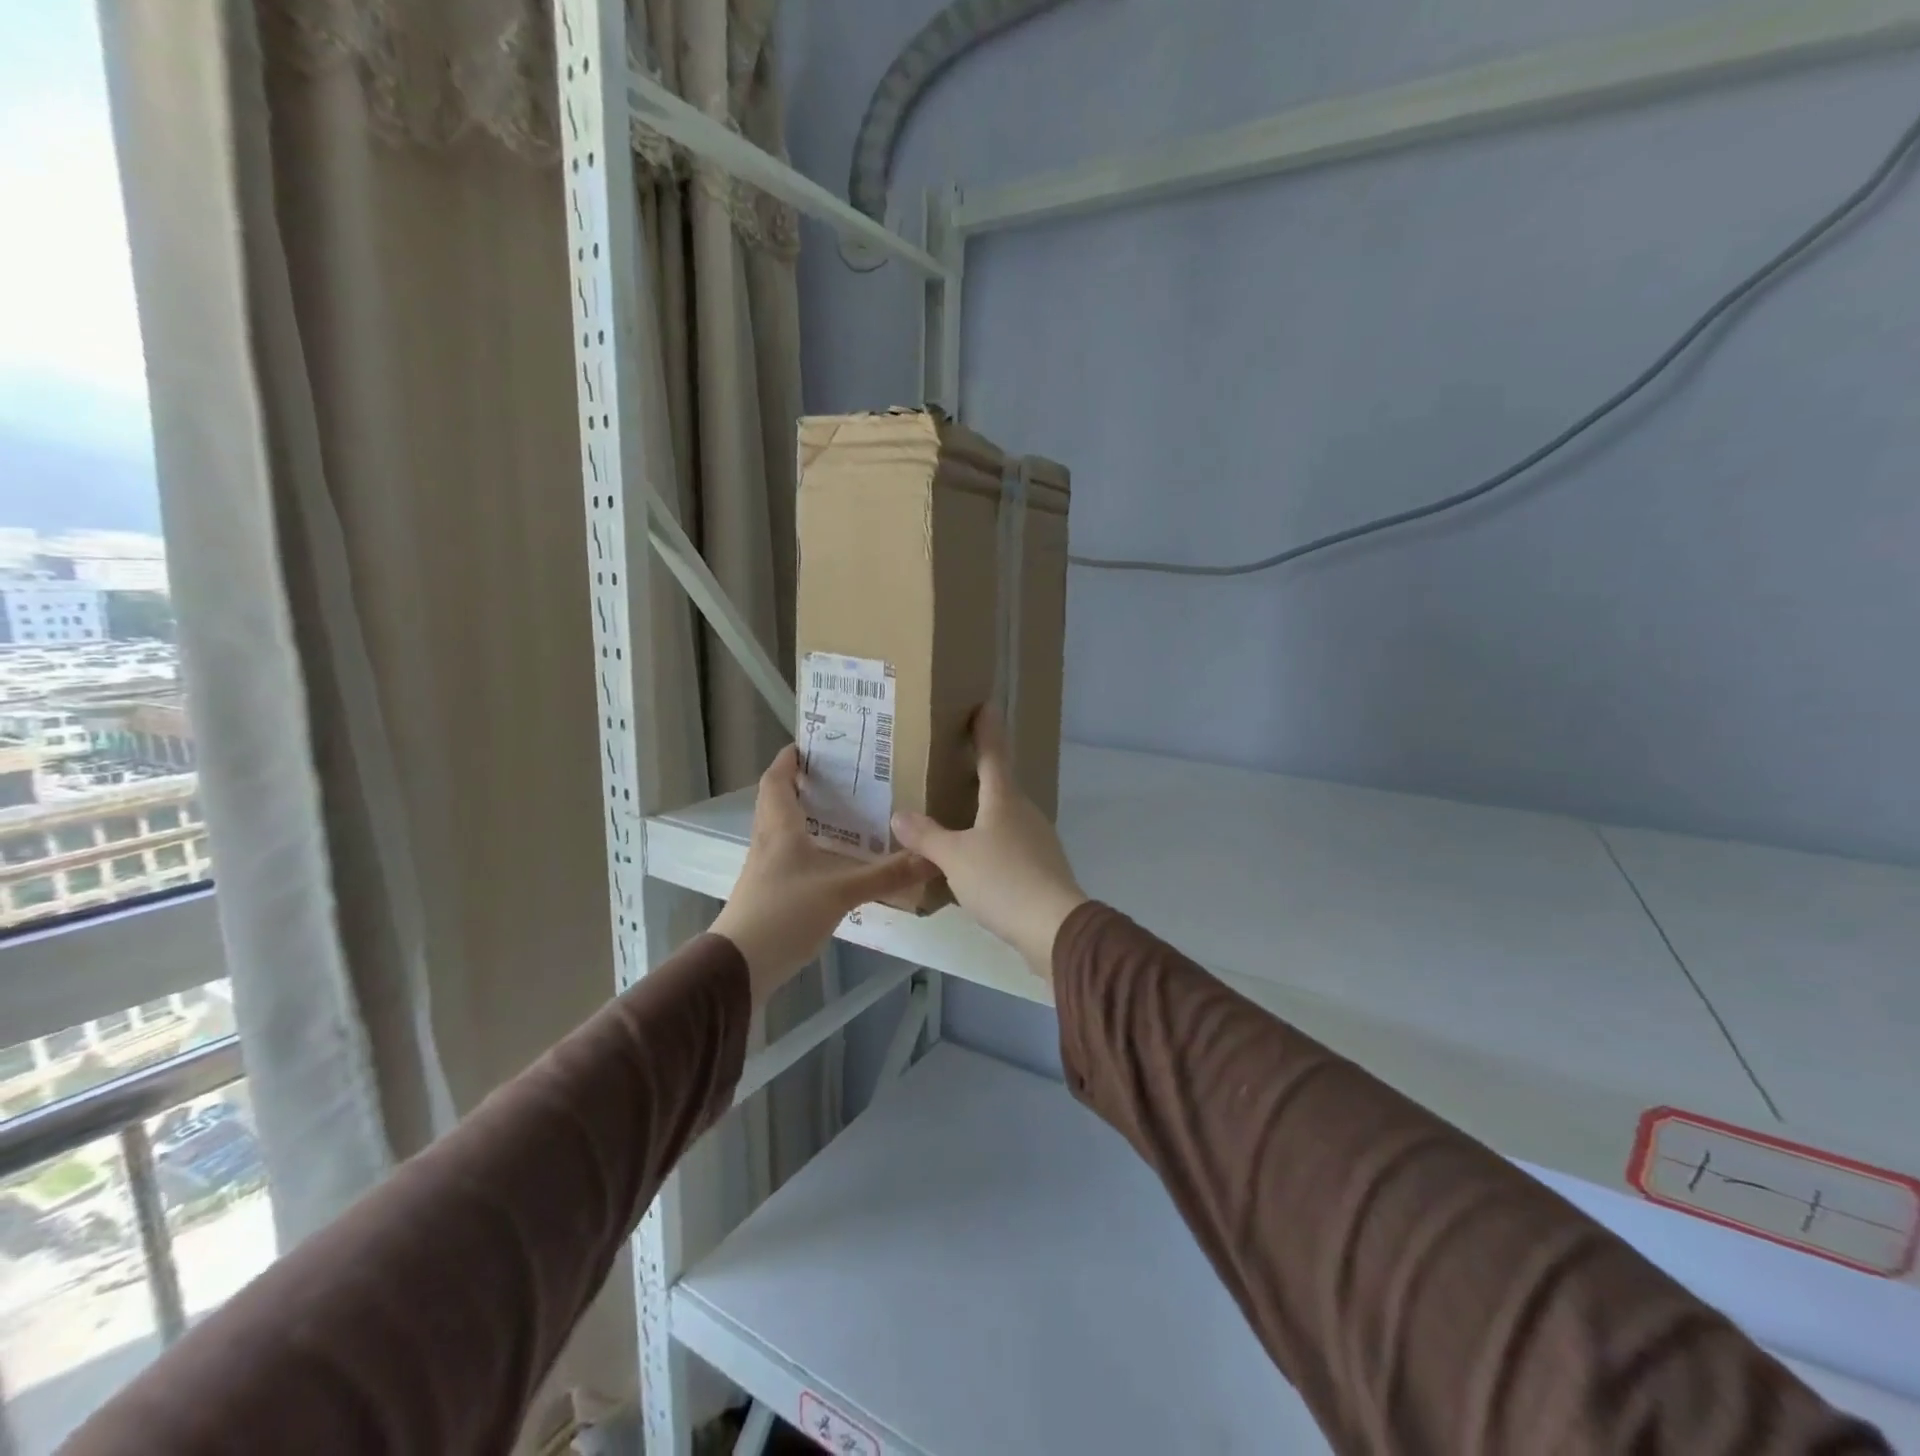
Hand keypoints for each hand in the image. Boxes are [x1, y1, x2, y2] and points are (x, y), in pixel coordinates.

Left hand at [712, 746, 935, 1004]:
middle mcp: (767, 842)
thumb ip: (886, 875)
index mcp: (779, 828)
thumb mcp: (841, 891)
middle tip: (836, 776)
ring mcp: (764, 869)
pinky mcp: (767, 893)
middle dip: (800, 784)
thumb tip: (931, 859)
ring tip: (842, 813)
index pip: (776, 780)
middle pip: (776, 802)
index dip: (788, 759)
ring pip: (781, 830)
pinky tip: (833, 860)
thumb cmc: (785, 913)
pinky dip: (807, 848)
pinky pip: (787, 856)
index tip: (809, 745)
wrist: (739, 966)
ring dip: (804, 816)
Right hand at [890, 709, 1087, 979]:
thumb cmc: (1003, 880)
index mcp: (1004, 800)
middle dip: (982, 772)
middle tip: (956, 763)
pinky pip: (1010, 845)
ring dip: (985, 812)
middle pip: (1002, 785)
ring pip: (1006, 817)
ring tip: (958, 815)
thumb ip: (926, 836)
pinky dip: (992, 843)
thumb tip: (899, 816)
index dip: (987, 729)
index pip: (994, 754)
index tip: (986, 704)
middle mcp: (1025, 813)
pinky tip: (977, 861)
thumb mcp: (954, 858)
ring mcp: (1038, 840)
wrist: (1055, 928)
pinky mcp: (1042, 868)